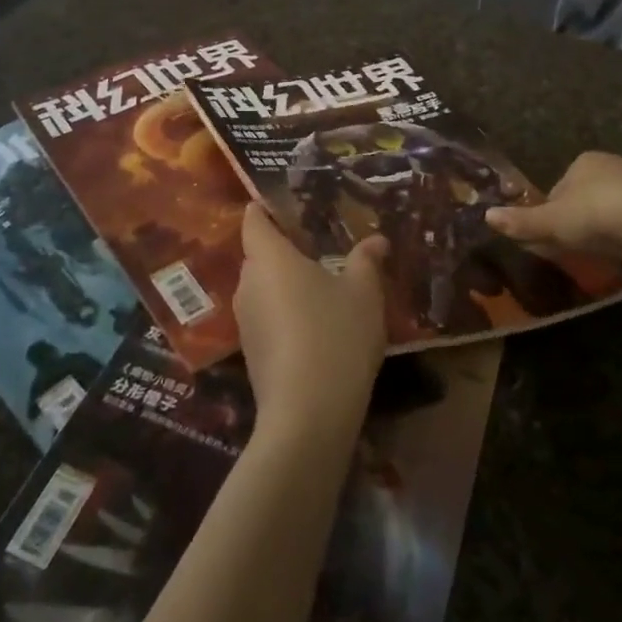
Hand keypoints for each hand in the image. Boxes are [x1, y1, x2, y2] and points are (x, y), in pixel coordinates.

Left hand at [234, 202, 386, 444]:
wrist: (308, 415)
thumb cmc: (336, 336)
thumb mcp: (364, 293)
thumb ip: (367, 260)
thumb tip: (377, 239)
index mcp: (269, 257)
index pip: (254, 219)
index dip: (266, 208)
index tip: (290, 207)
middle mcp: (248, 283)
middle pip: (259, 254)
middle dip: (285, 249)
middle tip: (321, 248)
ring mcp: (245, 320)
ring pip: (263, 287)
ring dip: (286, 284)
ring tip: (322, 287)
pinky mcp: (251, 352)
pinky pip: (266, 316)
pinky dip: (285, 313)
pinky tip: (315, 326)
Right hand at [485, 150, 621, 276]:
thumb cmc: (596, 215)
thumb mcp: (551, 222)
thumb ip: (521, 221)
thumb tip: (486, 216)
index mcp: (584, 161)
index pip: (558, 188)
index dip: (552, 212)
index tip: (551, 236)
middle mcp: (613, 165)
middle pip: (585, 197)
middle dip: (578, 220)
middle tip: (573, 248)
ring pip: (612, 210)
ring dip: (604, 230)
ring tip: (599, 255)